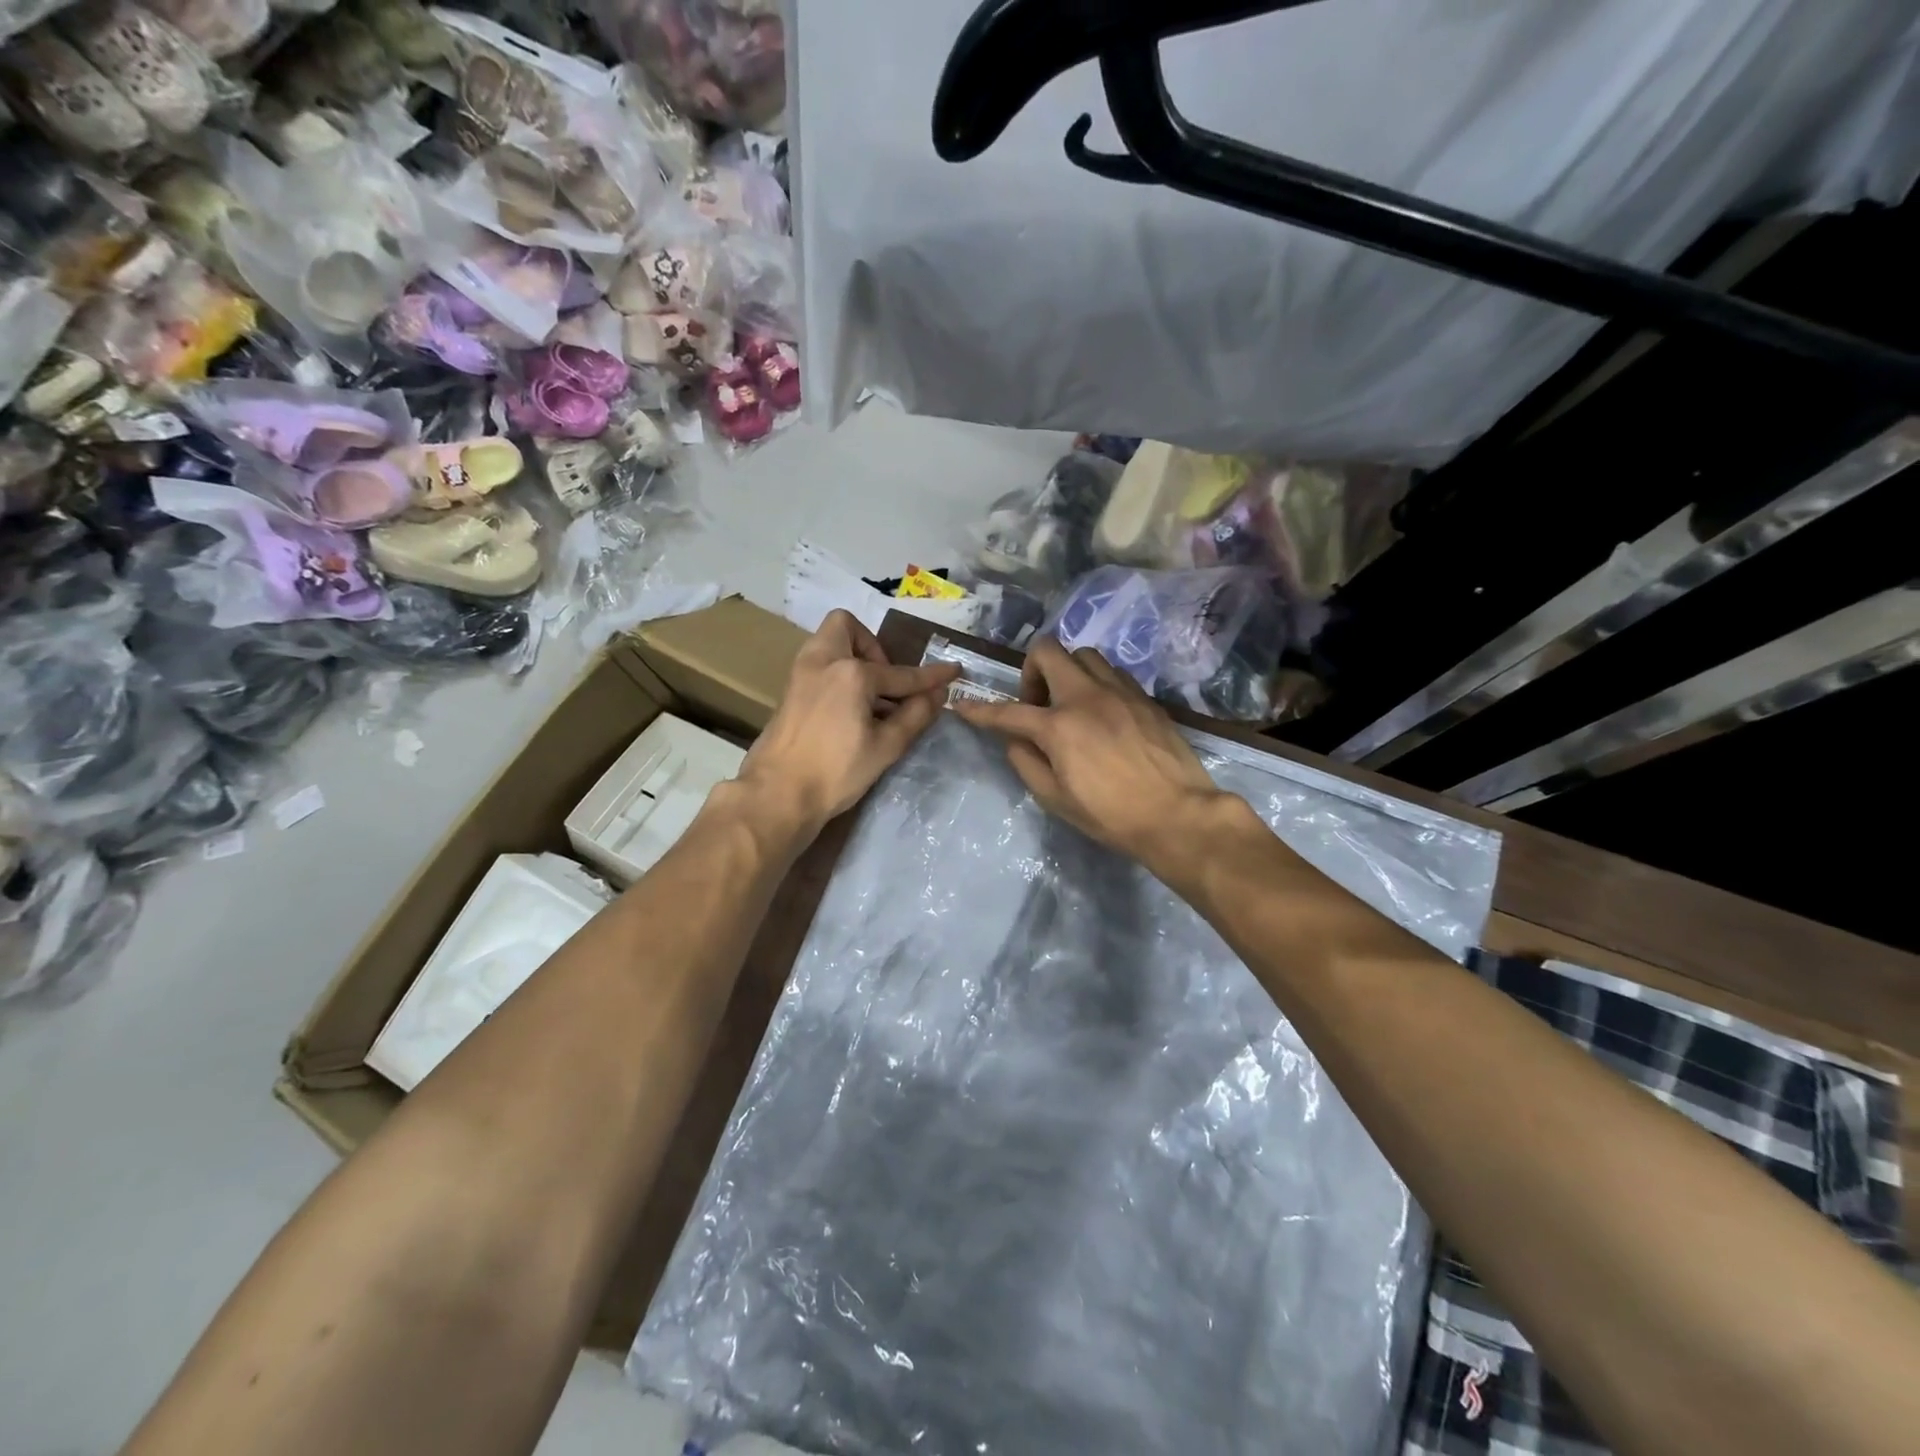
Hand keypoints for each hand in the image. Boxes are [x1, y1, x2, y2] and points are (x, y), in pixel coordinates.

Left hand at [739, 610, 959, 834]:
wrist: (777, 794)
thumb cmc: (835, 771)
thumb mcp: (886, 746)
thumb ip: (915, 715)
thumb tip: (938, 694)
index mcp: (851, 673)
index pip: (901, 673)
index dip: (931, 676)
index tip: (953, 671)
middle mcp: (822, 661)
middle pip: (847, 627)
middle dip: (872, 646)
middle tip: (886, 682)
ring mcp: (800, 674)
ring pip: (829, 644)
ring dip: (854, 659)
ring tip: (872, 698)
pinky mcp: (789, 692)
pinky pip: (819, 665)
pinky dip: (839, 675)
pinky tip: (851, 710)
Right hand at [953, 638, 1229, 877]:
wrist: (1177, 814)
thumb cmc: (1111, 815)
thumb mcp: (1056, 799)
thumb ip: (1027, 763)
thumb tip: (1015, 740)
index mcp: (1059, 725)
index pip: (1008, 712)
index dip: (980, 710)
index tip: (962, 705)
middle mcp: (1086, 696)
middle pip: (1048, 651)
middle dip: (1031, 671)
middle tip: (1037, 704)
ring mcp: (1120, 691)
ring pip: (1084, 655)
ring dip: (1067, 672)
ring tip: (1071, 705)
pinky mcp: (1144, 697)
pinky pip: (1112, 672)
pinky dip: (1096, 683)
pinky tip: (1102, 713)